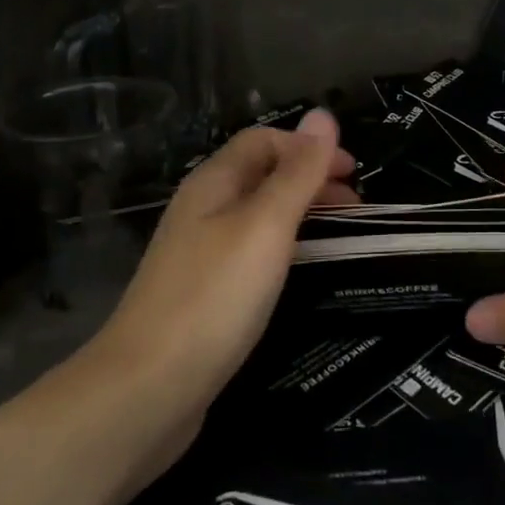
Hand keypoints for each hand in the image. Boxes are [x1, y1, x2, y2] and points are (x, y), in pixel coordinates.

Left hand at [85, 110, 356, 422]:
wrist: (147, 390)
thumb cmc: (214, 297)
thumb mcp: (265, 226)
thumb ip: (298, 173)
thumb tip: (323, 114)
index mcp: (213, 183)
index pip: (263, 140)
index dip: (309, 147)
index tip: (354, 174)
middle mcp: (202, 210)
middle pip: (261, 175)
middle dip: (310, 180)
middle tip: (356, 207)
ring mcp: (199, 254)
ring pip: (257, 215)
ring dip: (300, 214)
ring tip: (340, 235)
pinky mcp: (203, 293)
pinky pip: (250, 252)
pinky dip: (284, 248)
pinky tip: (300, 273)